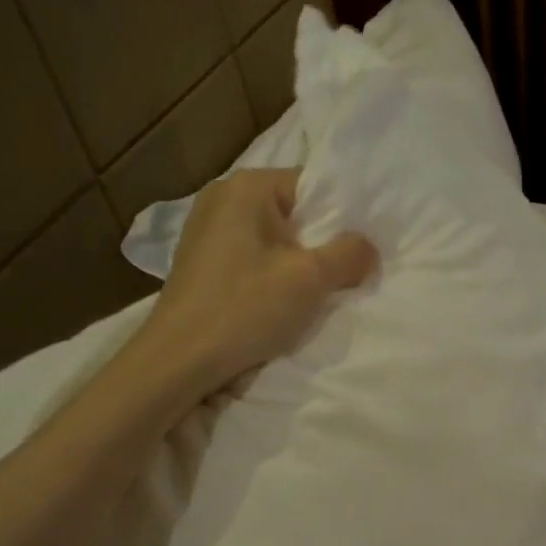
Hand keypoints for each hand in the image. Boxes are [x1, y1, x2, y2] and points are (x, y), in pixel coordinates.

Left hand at [141, 167, 376, 391]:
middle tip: (345, 274)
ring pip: (272, 239)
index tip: (360, 248)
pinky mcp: (200, 261)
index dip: (342, 216)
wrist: (178, 360)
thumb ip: (349, 254)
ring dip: (296, 263)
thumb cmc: (245, 307)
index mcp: (247, 186)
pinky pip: (251, 257)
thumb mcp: (311, 279)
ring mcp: (205, 229)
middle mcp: (222, 197)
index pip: (312, 185)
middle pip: (292, 212)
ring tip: (314, 292)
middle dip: (320, 242)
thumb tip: (367, 247)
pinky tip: (278, 303)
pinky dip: (270, 275)